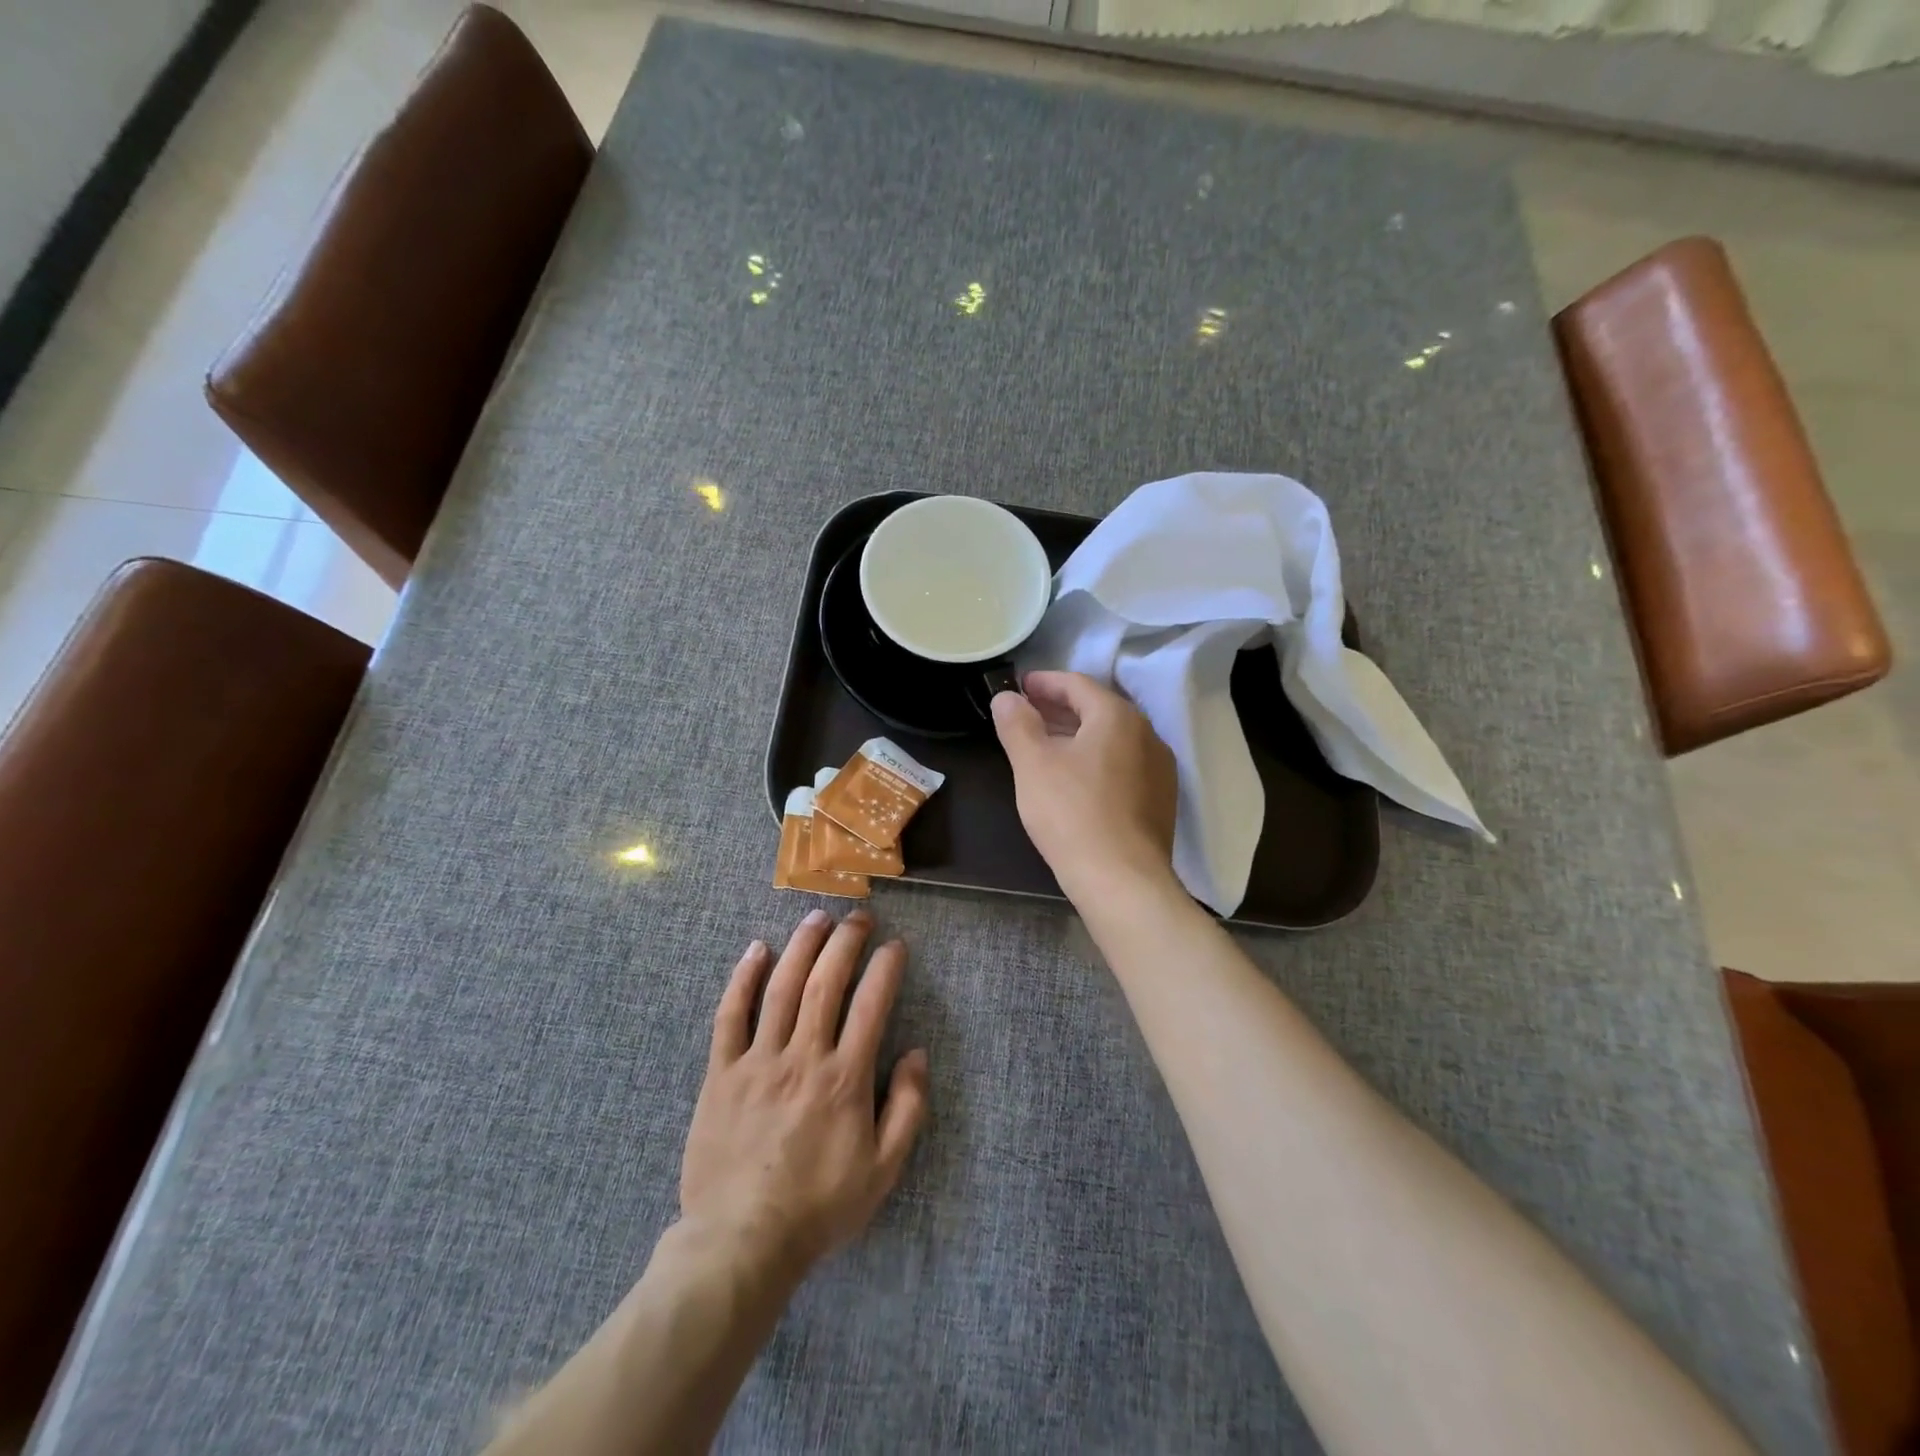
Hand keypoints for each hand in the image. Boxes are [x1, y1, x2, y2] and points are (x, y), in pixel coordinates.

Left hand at [679, 909, 929, 1281]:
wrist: (741, 1243)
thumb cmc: (819, 1207)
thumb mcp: (883, 1170)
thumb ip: (908, 1108)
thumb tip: (917, 1053)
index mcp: (845, 1079)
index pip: (871, 1005)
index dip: (886, 968)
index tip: (895, 945)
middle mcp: (803, 1058)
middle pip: (825, 983)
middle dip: (846, 942)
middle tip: (859, 917)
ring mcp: (758, 1061)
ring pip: (781, 988)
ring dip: (802, 946)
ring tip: (818, 917)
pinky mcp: (721, 1073)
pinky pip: (730, 1016)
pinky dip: (742, 979)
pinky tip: (756, 950)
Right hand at [991, 670, 1178, 898]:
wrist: (1122, 880)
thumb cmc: (1072, 813)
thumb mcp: (1032, 764)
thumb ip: (1017, 724)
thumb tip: (1006, 697)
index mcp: (1117, 716)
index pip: (1078, 684)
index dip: (1045, 682)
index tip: (1021, 687)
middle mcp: (1147, 734)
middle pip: (1099, 709)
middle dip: (1062, 708)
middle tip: (1029, 713)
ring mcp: (1159, 768)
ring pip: (1113, 739)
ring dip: (1079, 734)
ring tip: (1048, 745)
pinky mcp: (1161, 799)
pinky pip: (1124, 765)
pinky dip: (1097, 760)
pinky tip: (1077, 780)